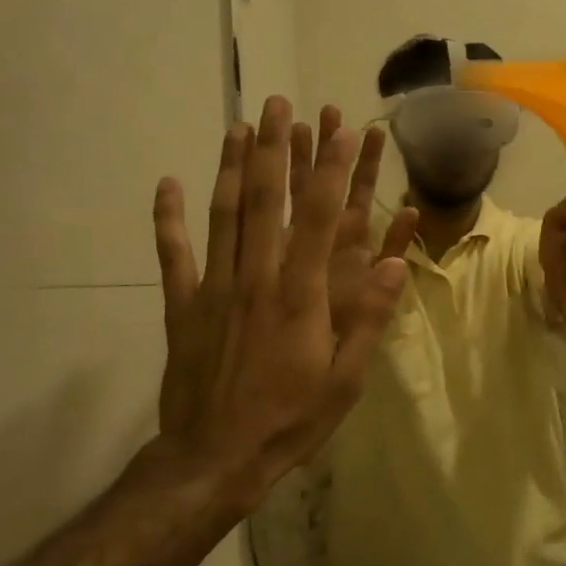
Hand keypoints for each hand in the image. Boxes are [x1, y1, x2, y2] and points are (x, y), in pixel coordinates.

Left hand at [152, 97, 409, 508]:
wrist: (214, 460)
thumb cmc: (290, 419)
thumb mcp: (346, 379)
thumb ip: (369, 318)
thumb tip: (398, 264)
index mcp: (302, 295)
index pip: (321, 219)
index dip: (333, 170)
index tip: (345, 130)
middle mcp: (257, 278)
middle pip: (267, 201)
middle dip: (276, 149)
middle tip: (279, 105)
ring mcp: (215, 288)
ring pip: (224, 216)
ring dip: (232, 168)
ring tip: (238, 127)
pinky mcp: (183, 306)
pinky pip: (174, 255)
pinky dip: (168, 218)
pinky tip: (167, 185)